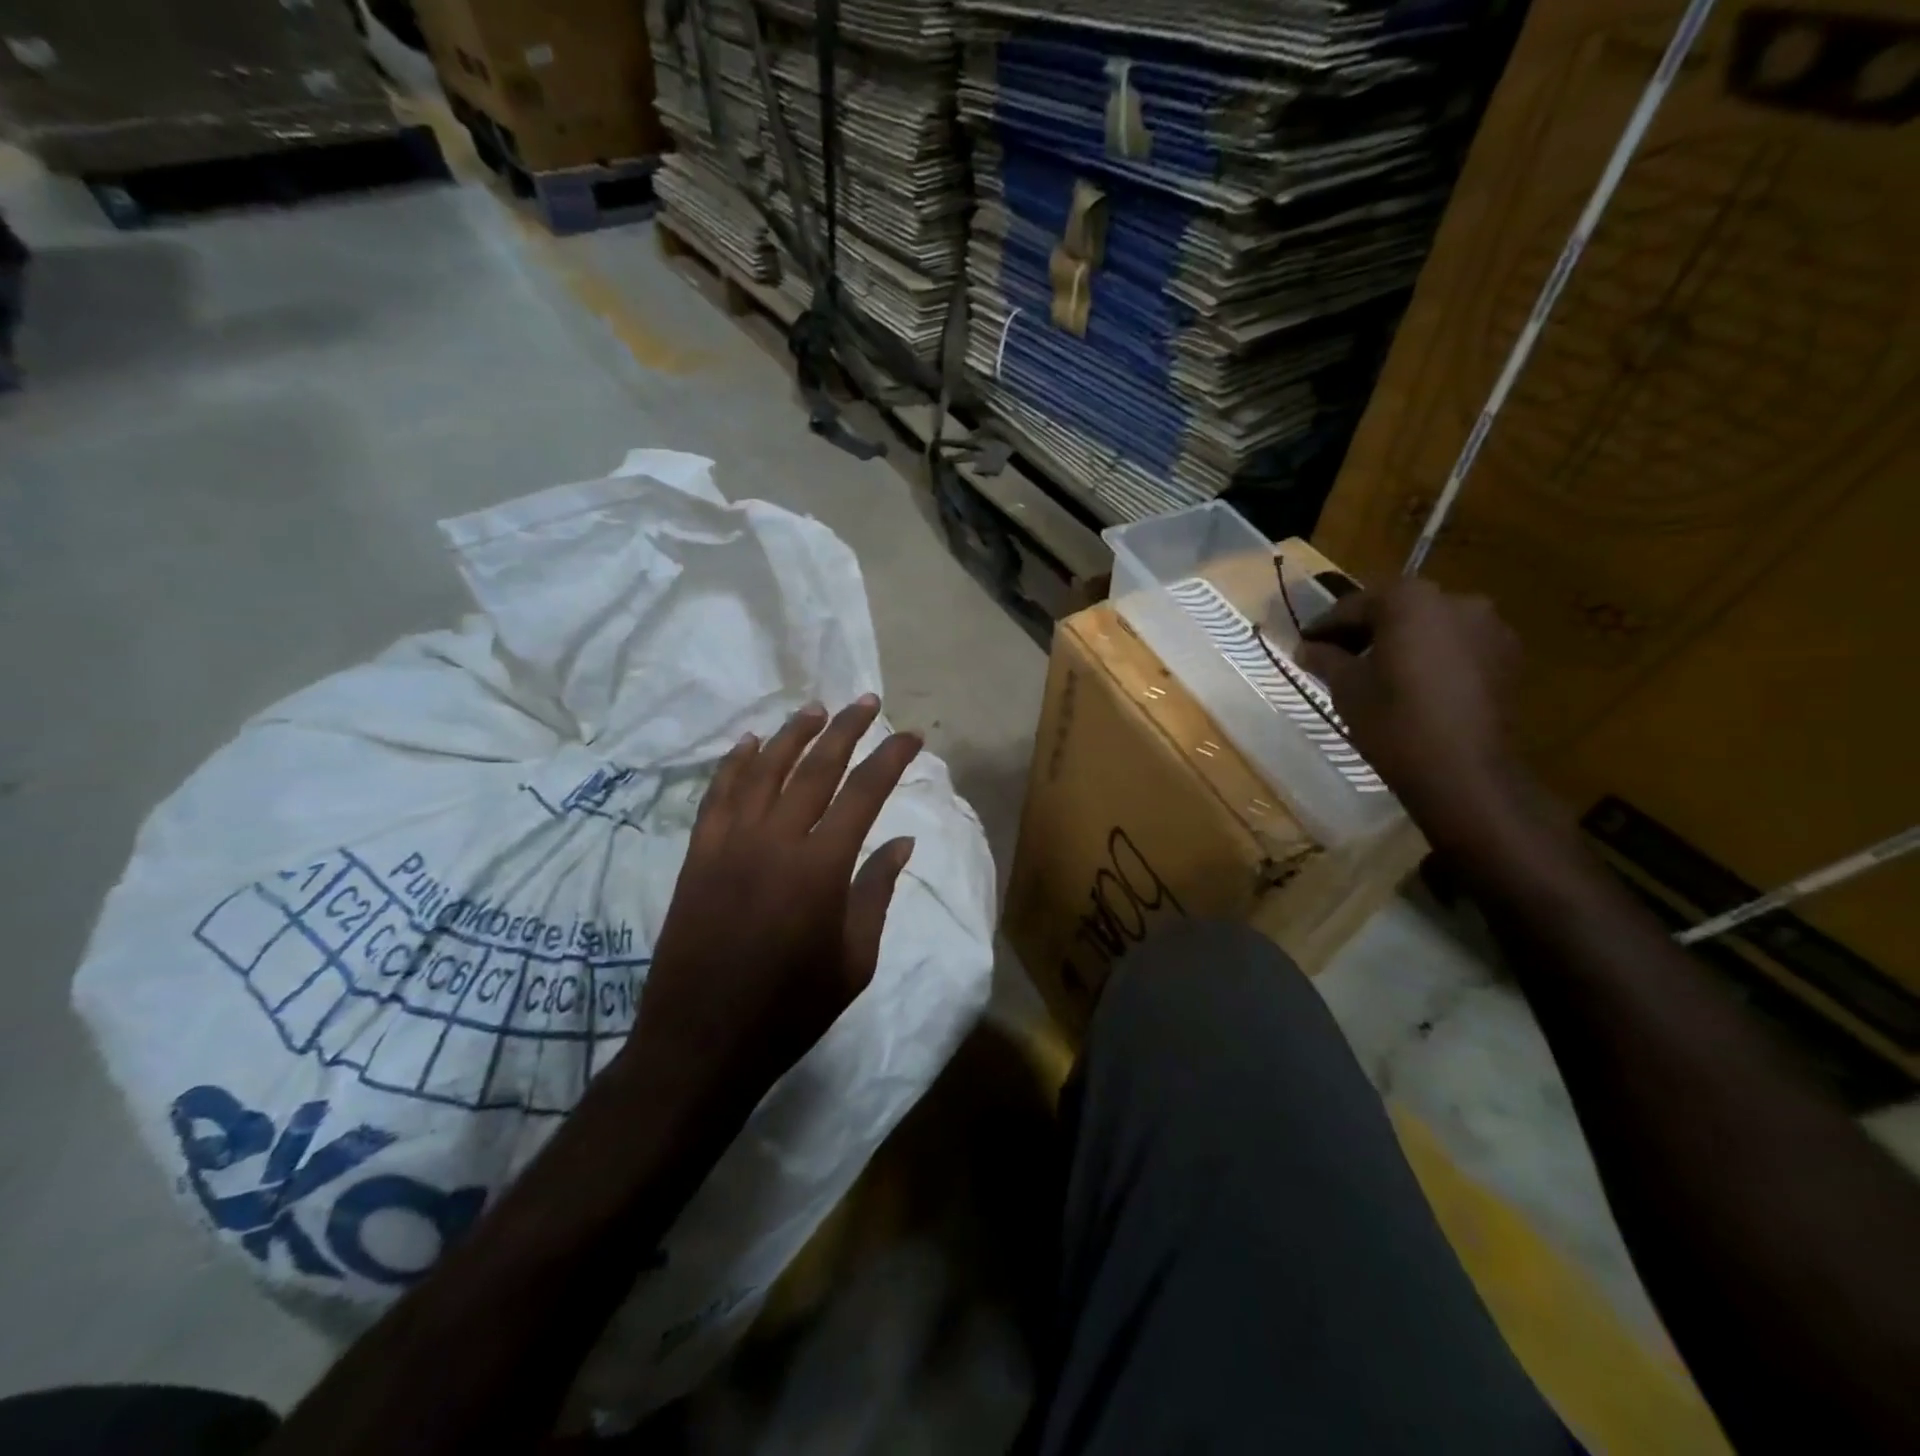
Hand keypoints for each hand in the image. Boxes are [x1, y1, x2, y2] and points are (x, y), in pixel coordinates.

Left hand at [618, 695, 921, 1124]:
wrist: (703, 1040)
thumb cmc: (791, 1007)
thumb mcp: (854, 959)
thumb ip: (876, 891)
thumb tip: (901, 841)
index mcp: (821, 867)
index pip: (864, 793)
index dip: (891, 758)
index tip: (911, 736)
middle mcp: (776, 840)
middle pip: (816, 768)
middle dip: (846, 729)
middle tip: (867, 702)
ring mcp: (731, 843)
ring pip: (765, 770)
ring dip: (793, 735)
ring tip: (815, 710)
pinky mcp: (699, 855)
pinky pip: (719, 795)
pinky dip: (736, 764)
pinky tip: (750, 744)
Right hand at [1294, 579, 1523, 846]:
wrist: (1464, 772)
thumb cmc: (1393, 722)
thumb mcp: (1346, 688)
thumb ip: (1326, 658)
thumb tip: (1308, 647)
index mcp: (1409, 600)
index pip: (1355, 605)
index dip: (1326, 626)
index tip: (1306, 645)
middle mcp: (1455, 600)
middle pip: (1397, 609)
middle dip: (1366, 630)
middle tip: (1338, 656)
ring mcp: (1489, 627)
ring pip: (1430, 626)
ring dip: (1402, 642)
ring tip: (1378, 672)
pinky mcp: (1508, 657)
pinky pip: (1457, 646)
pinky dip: (1433, 657)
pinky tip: (1415, 685)